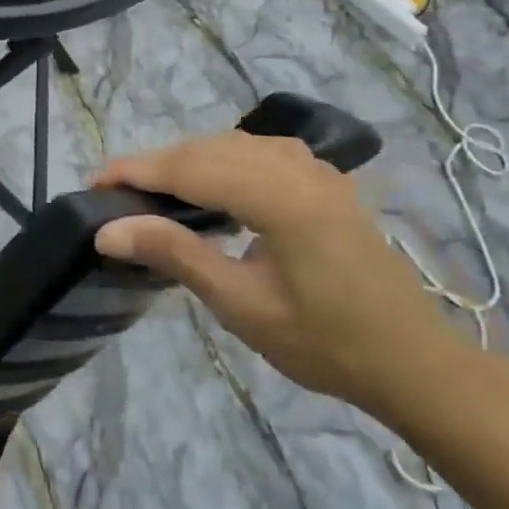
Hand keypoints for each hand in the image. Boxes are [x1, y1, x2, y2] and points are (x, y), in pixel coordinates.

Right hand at [92, 132, 461, 420]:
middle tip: (114, 190)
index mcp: (281, 198)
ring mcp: (316, 171)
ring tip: (152, 189)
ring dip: (188, 160)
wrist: (414, 363)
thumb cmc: (326, 343)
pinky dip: (221, 160)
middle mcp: (298, 169)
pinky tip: (210, 183)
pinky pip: (259, 152)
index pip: (190, 168)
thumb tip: (108, 231)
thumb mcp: (242, 305)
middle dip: (157, 164)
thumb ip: (176, 255)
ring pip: (233, 145)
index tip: (94, 181)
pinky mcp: (324, 181)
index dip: (138, 170)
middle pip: (208, 150)